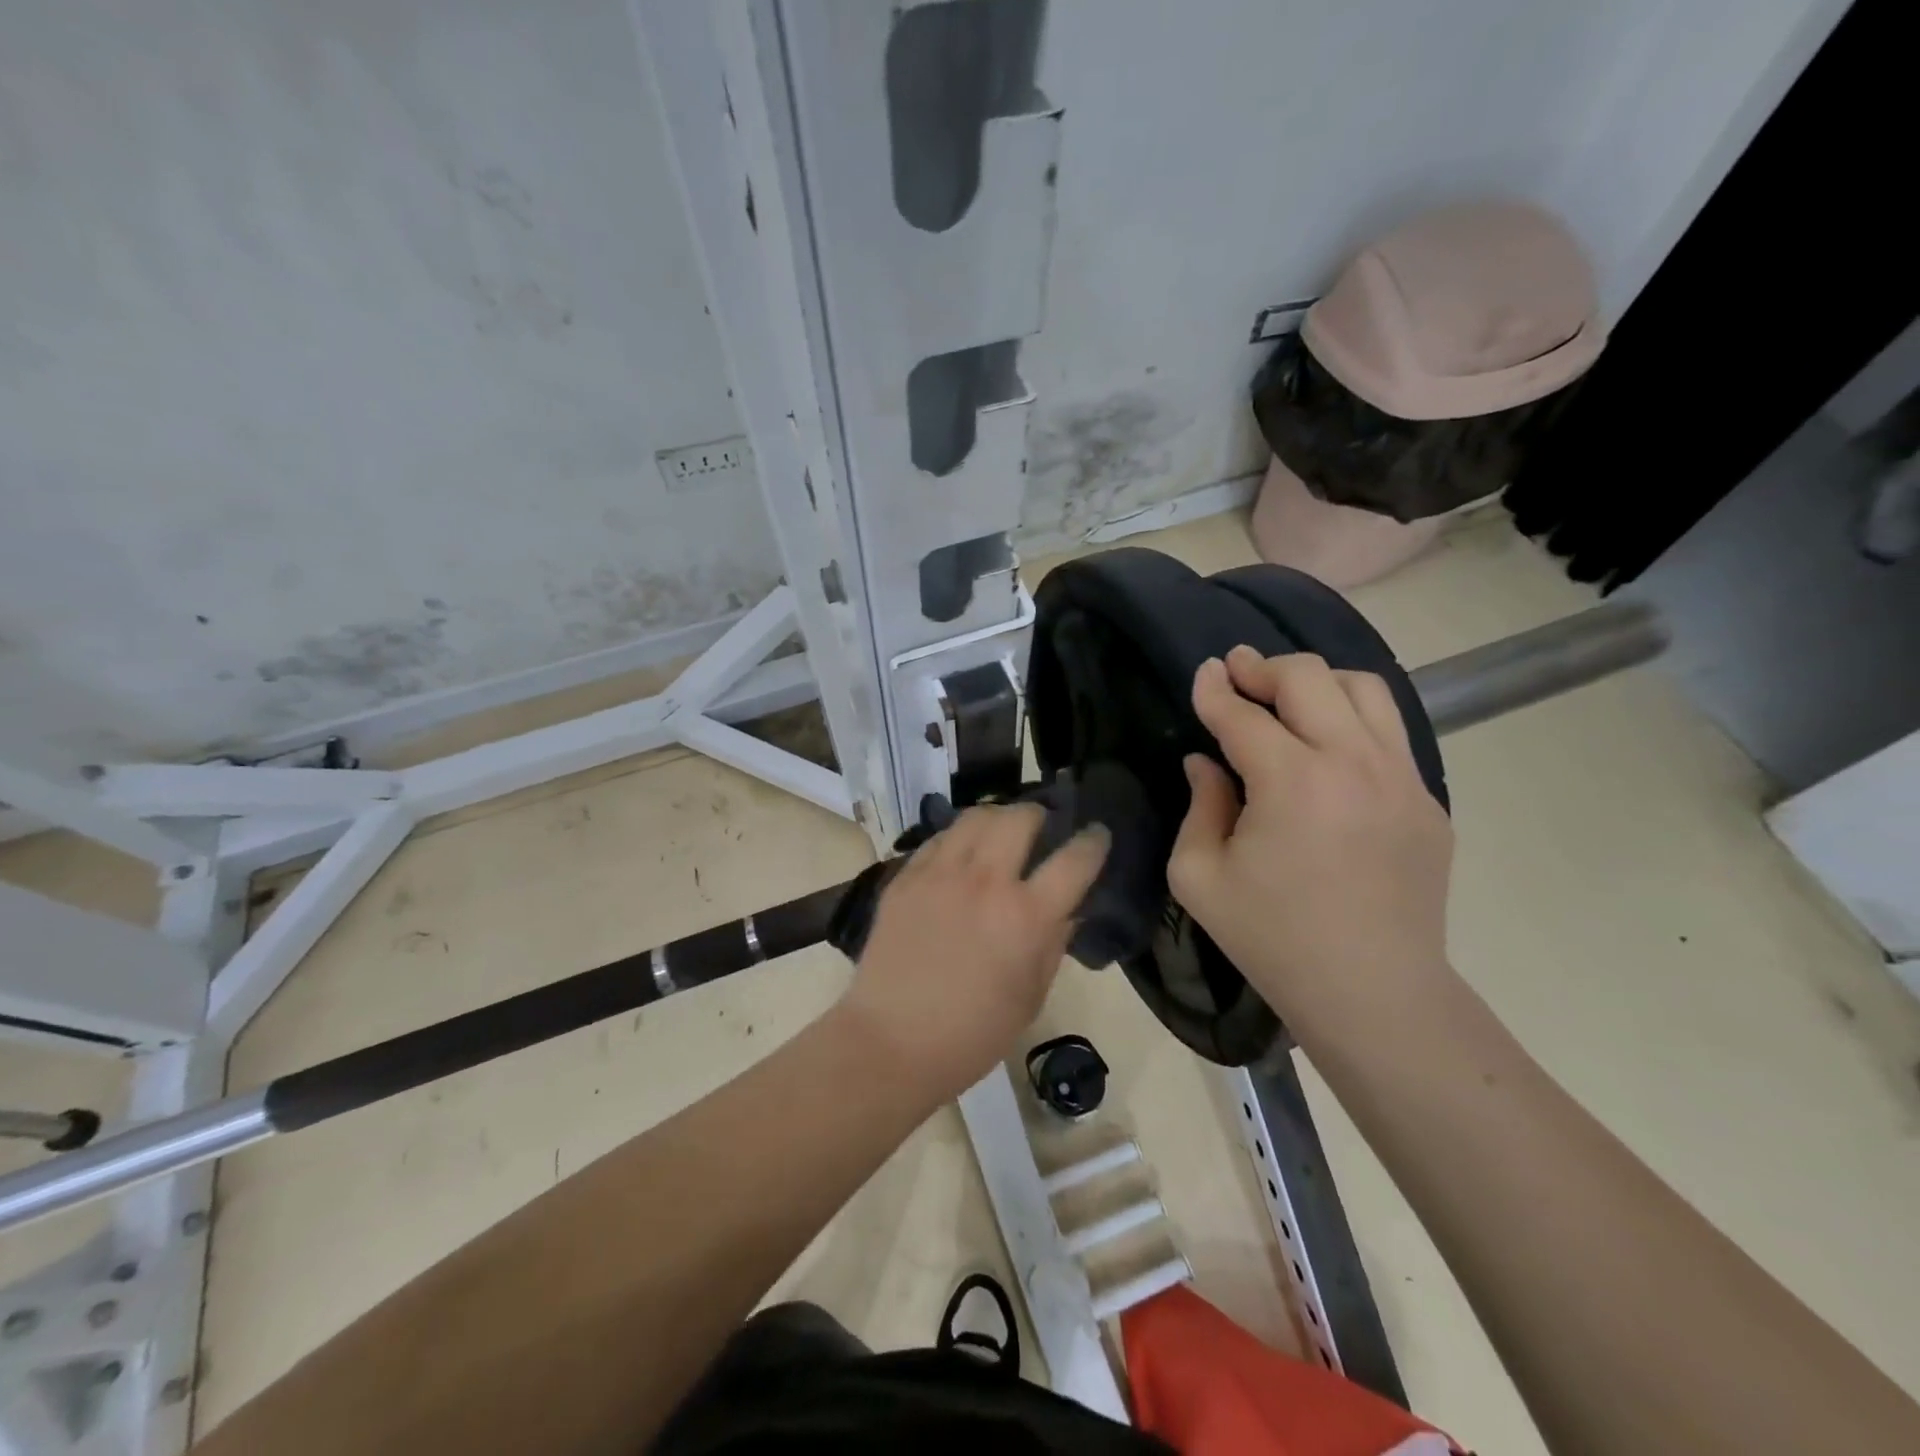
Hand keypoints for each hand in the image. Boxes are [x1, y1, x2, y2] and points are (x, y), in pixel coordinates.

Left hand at [840, 803, 1108, 1101]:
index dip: (1093, 842)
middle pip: (1020, 818)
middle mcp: (985, 882)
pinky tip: (960, 853)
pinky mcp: (905, 877)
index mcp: (1025, 917)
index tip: (1097, 834)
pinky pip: (939, 838)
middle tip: (1041, 828)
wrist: (890, 1042)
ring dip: (997, 817)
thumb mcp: (1030, 997)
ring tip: (1000, 832)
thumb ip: (1053, 944)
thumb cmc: (972, 1034)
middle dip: (1039, 815)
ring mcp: (940, 874)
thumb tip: (1067, 909)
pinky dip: (959, 837)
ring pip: (976, 817)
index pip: (1074, 860)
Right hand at [1169, 646, 1453, 1037]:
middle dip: (1264, 667)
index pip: (1244, 714)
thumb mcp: (1199, 877)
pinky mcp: (1427, 800)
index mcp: (1292, 782)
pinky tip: (1328, 745)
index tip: (1204, 672)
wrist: (1372, 992)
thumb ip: (1199, 806)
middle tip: (1238, 672)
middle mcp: (1353, 763)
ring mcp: (1402, 778)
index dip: (1215, 689)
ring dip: (1317, 682)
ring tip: (1288, 698)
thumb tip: (1206, 762)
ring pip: (1364, 689)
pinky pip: (1389, 732)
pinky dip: (1353, 718)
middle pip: (1310, 678)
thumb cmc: (1272, 938)